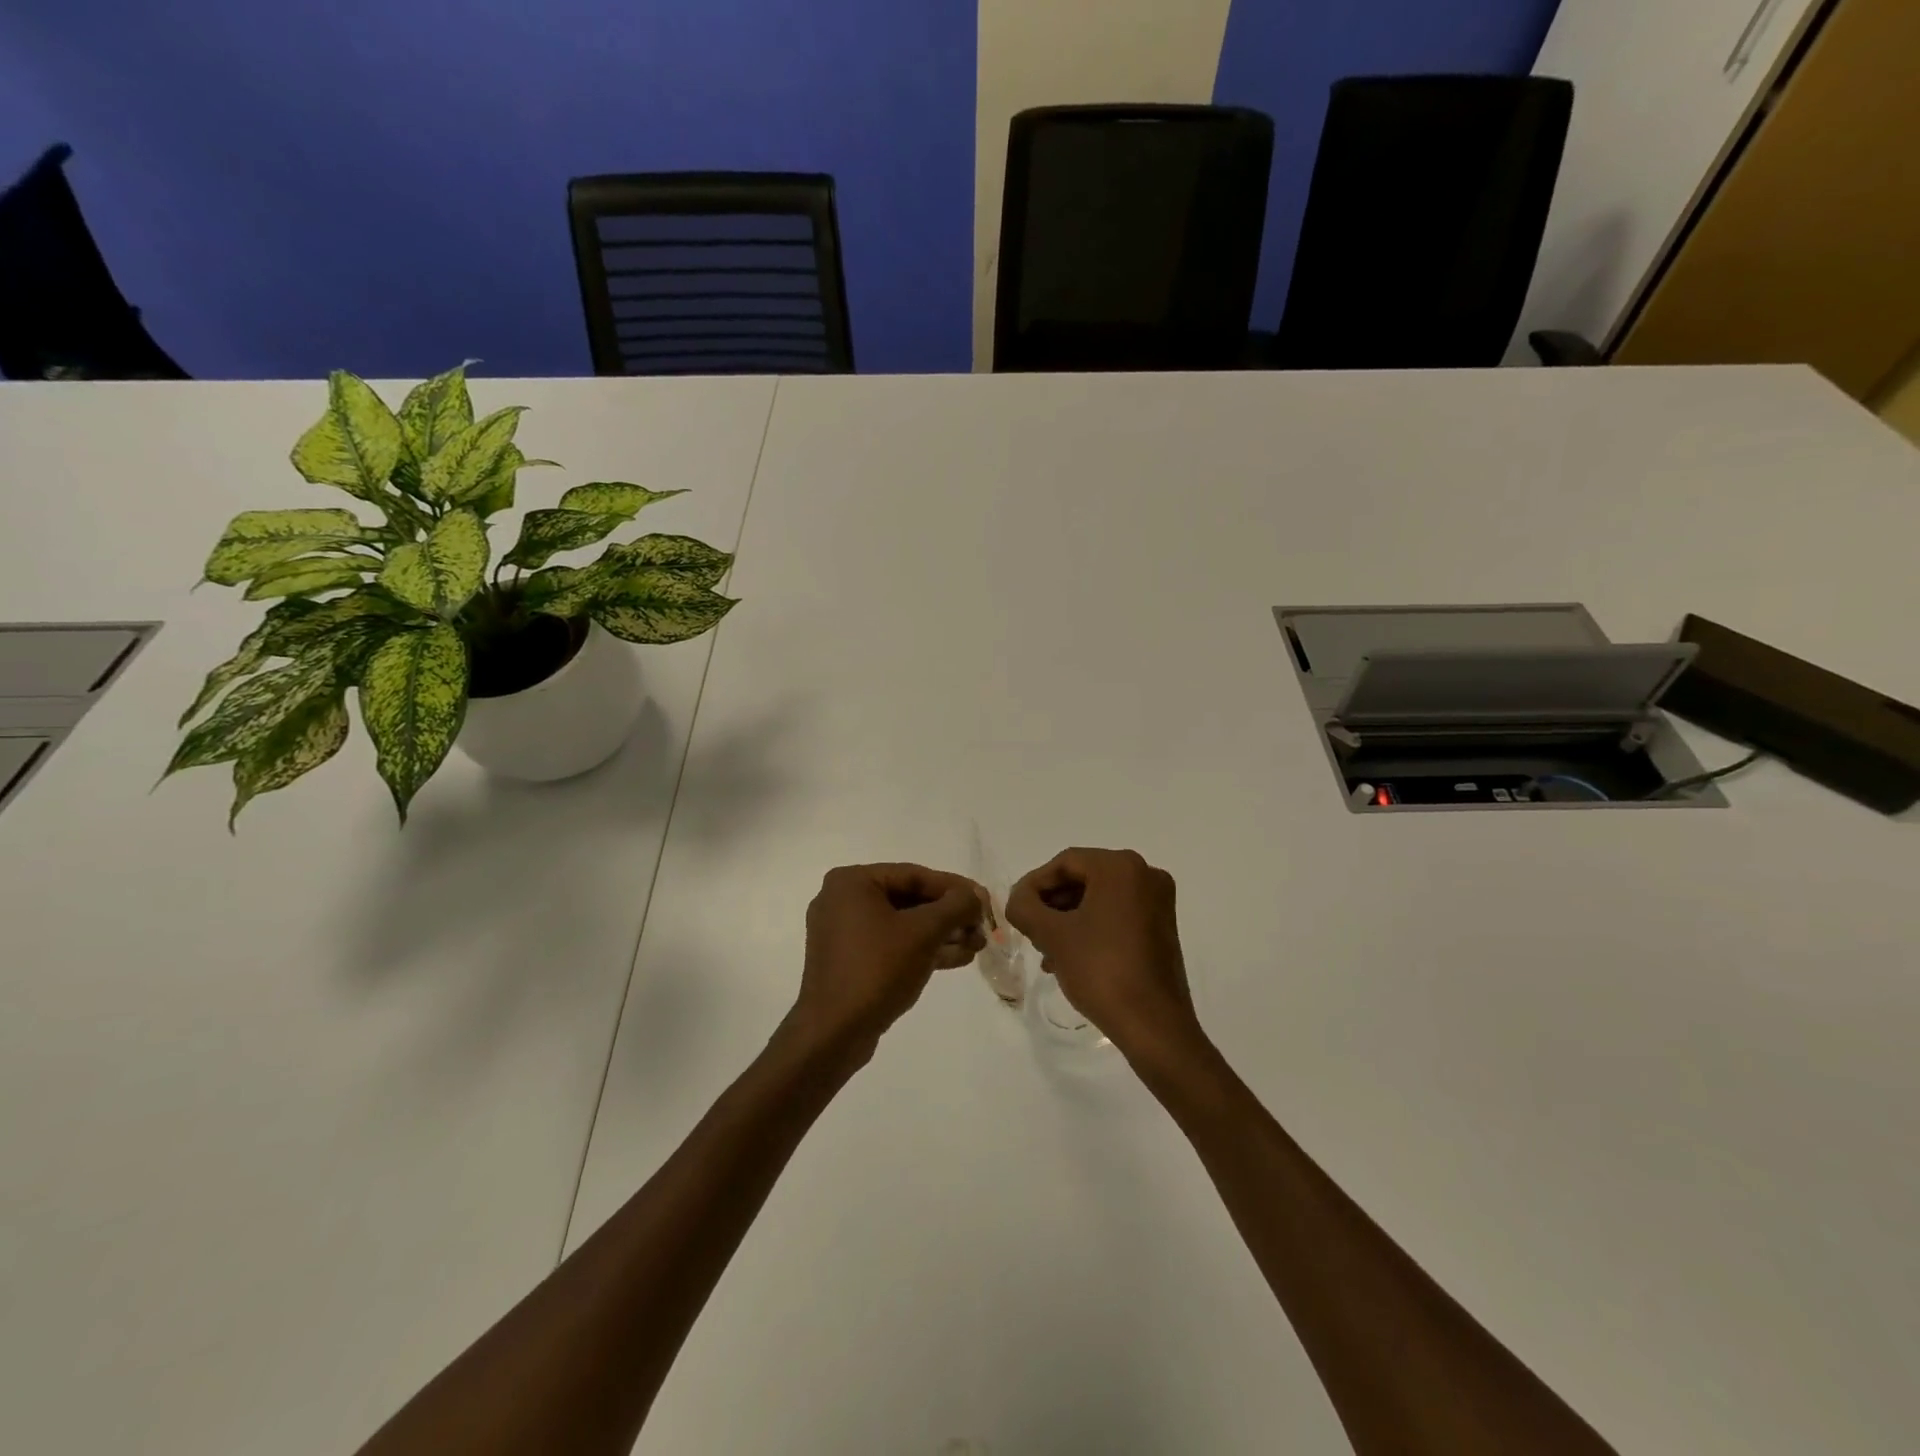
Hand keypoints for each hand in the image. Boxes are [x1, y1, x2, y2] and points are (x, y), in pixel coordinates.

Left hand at [790, 863, 987, 1057]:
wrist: (833, 1033)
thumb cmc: (877, 969)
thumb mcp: (924, 932)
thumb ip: (955, 906)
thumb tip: (975, 895)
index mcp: (852, 882)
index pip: (914, 875)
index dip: (955, 887)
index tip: (985, 900)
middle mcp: (843, 900)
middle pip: (909, 899)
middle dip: (950, 915)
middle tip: (983, 926)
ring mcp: (844, 932)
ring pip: (903, 924)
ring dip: (942, 933)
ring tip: (977, 945)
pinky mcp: (850, 960)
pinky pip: (892, 944)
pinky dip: (922, 949)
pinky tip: (958, 958)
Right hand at [1006, 848, 1208, 1073]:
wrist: (1153, 1025)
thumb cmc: (1101, 970)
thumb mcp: (1052, 935)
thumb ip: (1025, 907)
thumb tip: (1018, 899)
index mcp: (1121, 867)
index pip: (1065, 863)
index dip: (1034, 884)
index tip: (1016, 910)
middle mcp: (1145, 875)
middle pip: (1083, 878)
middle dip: (1052, 904)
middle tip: (1030, 931)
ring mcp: (1158, 902)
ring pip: (1098, 899)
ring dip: (1068, 919)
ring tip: (1045, 950)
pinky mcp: (1162, 928)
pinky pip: (1117, 915)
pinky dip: (1091, 929)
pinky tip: (1069, 958)